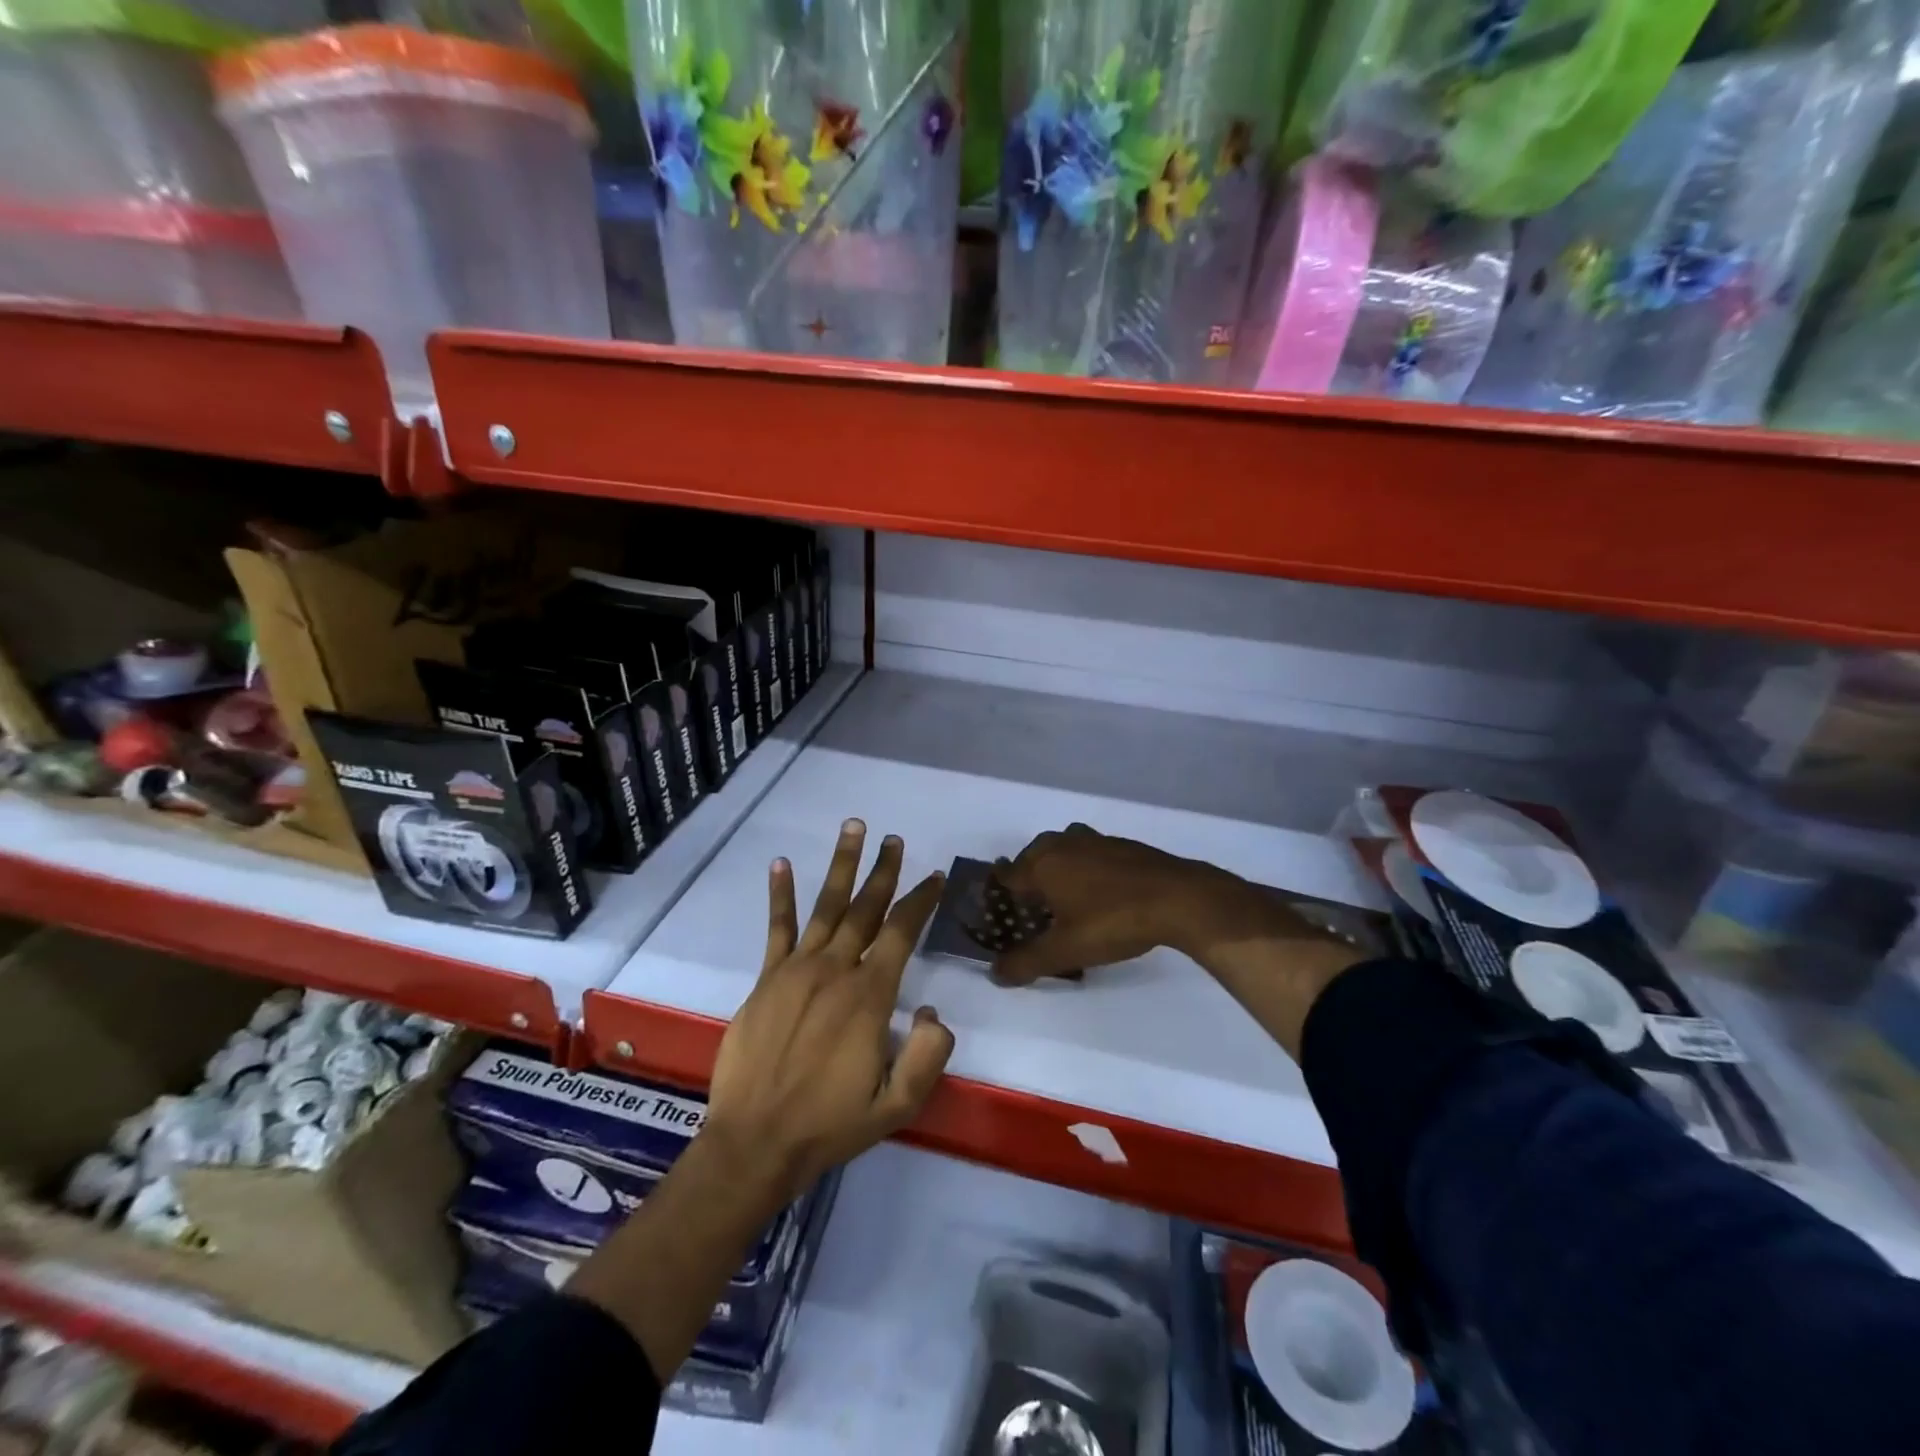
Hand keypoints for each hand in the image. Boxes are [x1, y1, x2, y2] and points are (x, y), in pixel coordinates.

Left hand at [705, 820, 952, 1202]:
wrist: (755, 1143)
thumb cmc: (830, 1125)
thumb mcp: (896, 1106)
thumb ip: (927, 1056)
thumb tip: (934, 1011)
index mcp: (869, 997)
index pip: (901, 933)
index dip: (920, 902)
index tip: (933, 877)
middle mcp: (835, 971)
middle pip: (866, 909)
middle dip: (884, 872)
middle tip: (895, 839)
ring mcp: (797, 970)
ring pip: (827, 907)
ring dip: (842, 866)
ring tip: (853, 828)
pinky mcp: (767, 979)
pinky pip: (777, 929)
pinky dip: (780, 895)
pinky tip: (781, 864)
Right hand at [988, 825, 1365, 1058]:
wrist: (1177, 898)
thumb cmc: (1113, 921)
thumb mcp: (1066, 950)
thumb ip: (1027, 962)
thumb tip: (995, 973)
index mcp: (1042, 864)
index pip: (1008, 874)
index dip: (1000, 892)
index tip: (999, 909)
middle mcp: (1063, 844)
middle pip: (1033, 857)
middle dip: (1028, 879)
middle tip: (1031, 908)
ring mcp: (1095, 840)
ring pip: (1063, 850)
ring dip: (1058, 869)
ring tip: (1064, 897)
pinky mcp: (1122, 845)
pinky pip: (1090, 853)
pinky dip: (1085, 868)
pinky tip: (1099, 891)